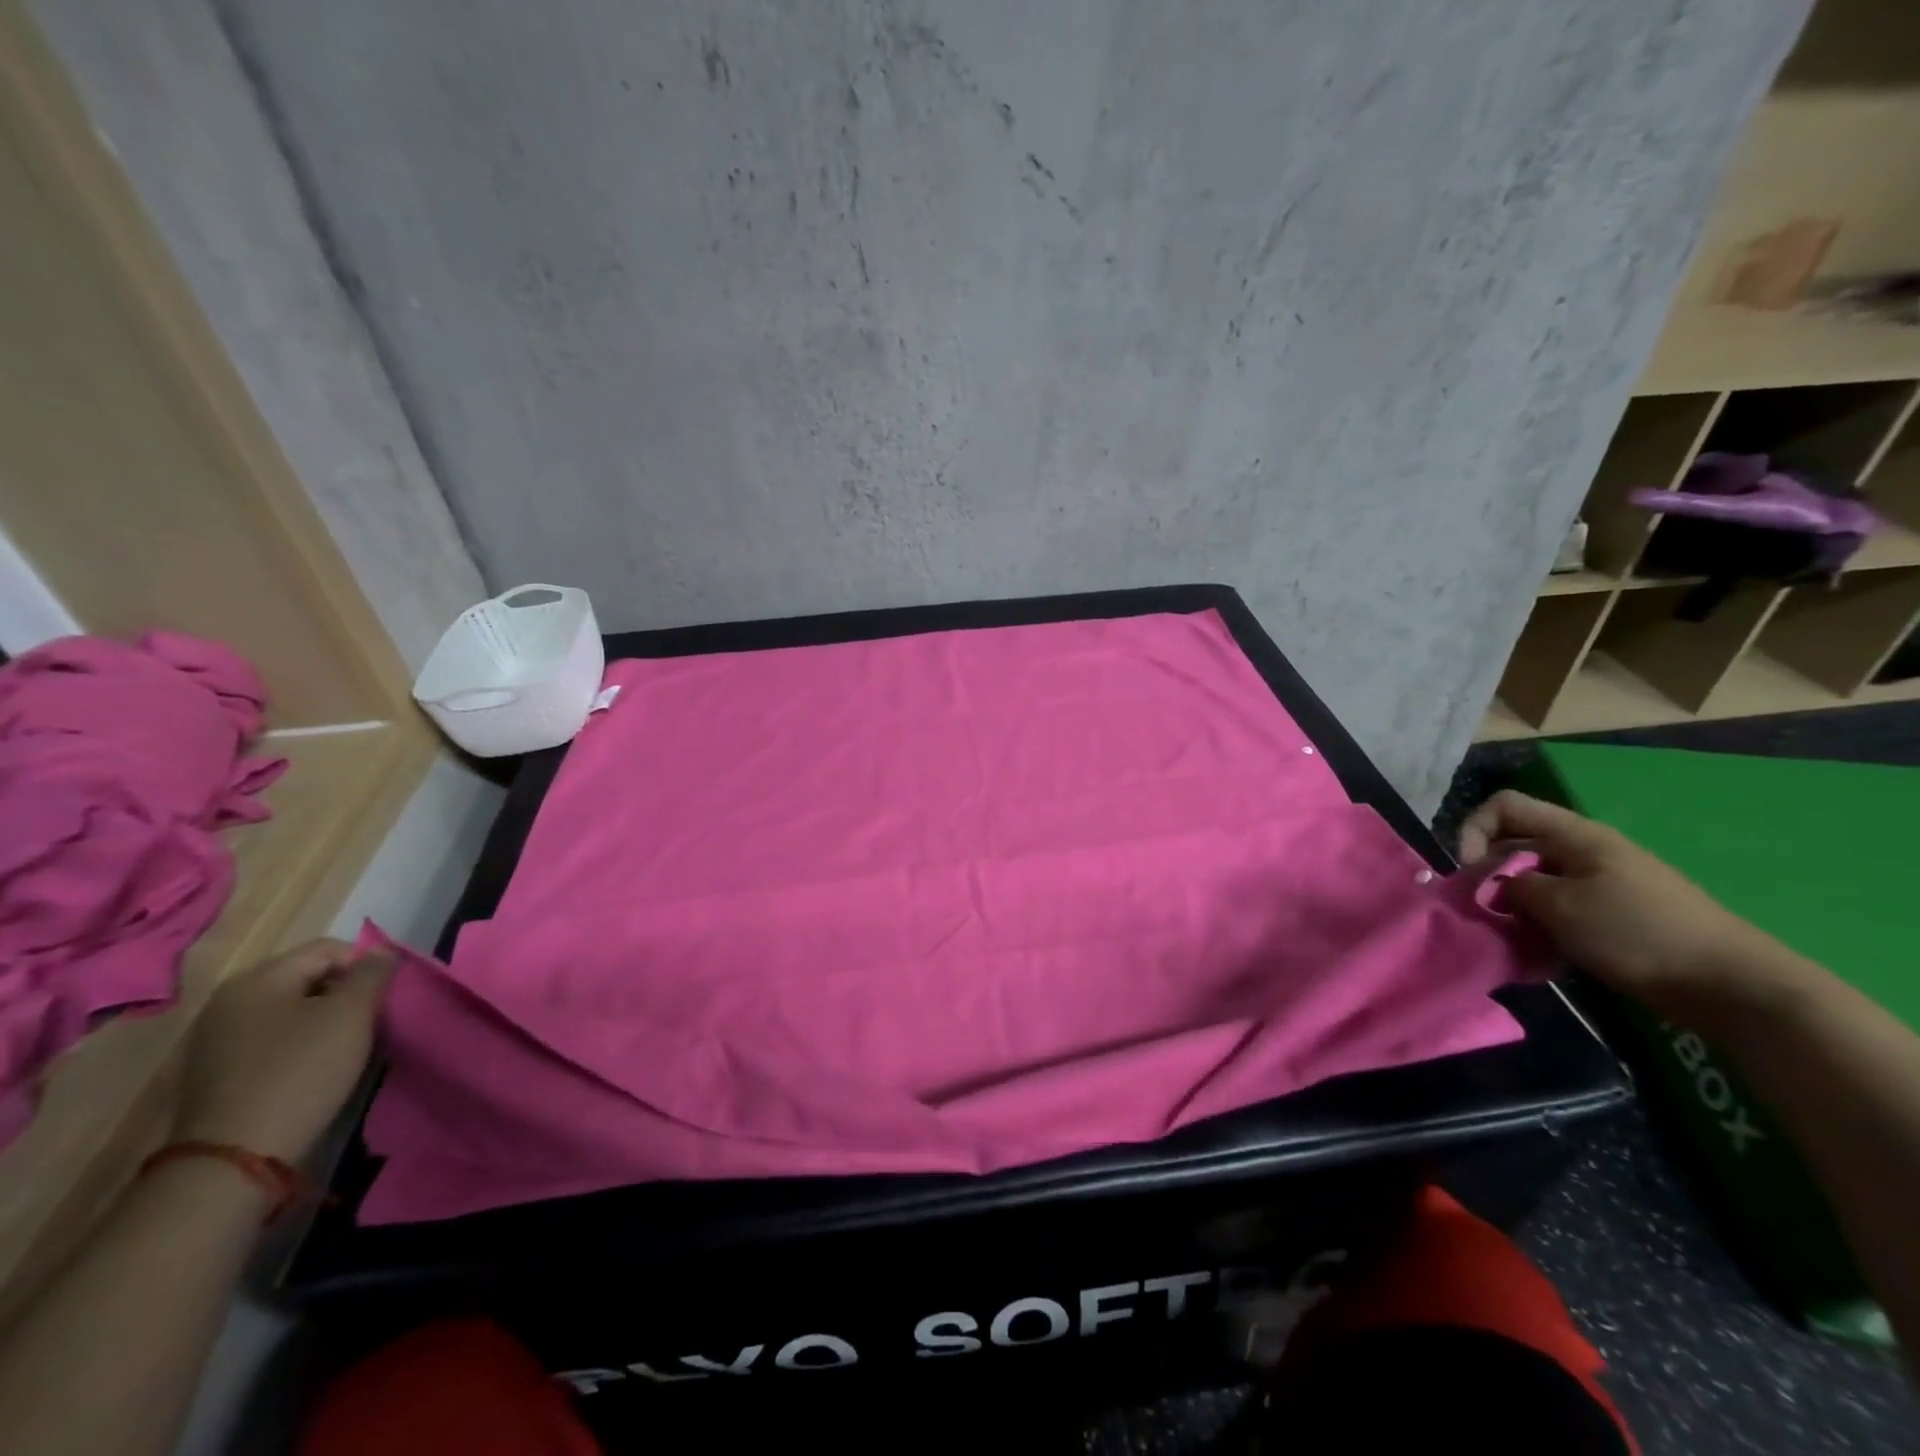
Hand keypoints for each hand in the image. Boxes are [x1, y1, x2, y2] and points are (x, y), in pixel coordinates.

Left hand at [173, 939, 395, 1163]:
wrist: (233, 1158)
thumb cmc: (301, 1071)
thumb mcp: (351, 1014)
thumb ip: (372, 974)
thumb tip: (381, 952)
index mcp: (258, 978)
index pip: (328, 949)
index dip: (366, 966)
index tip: (384, 998)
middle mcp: (230, 1000)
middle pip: (307, 978)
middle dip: (344, 994)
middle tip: (369, 1023)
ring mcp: (216, 1039)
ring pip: (291, 1011)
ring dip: (324, 1022)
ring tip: (346, 1048)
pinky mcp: (216, 1073)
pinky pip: (271, 1040)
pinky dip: (299, 1046)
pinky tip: (314, 1070)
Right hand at [1458, 790, 1782, 1017]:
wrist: (1731, 985)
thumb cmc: (1636, 933)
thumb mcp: (1558, 906)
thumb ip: (1510, 886)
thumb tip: (1494, 884)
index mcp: (1575, 835)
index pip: (1503, 806)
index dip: (1474, 831)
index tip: (1471, 874)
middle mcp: (1586, 849)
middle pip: (1515, 844)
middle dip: (1491, 876)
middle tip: (1488, 914)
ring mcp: (1604, 881)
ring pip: (1535, 879)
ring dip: (1516, 906)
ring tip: (1516, 939)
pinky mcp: (1616, 913)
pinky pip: (1561, 906)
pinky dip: (1543, 924)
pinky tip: (1546, 954)